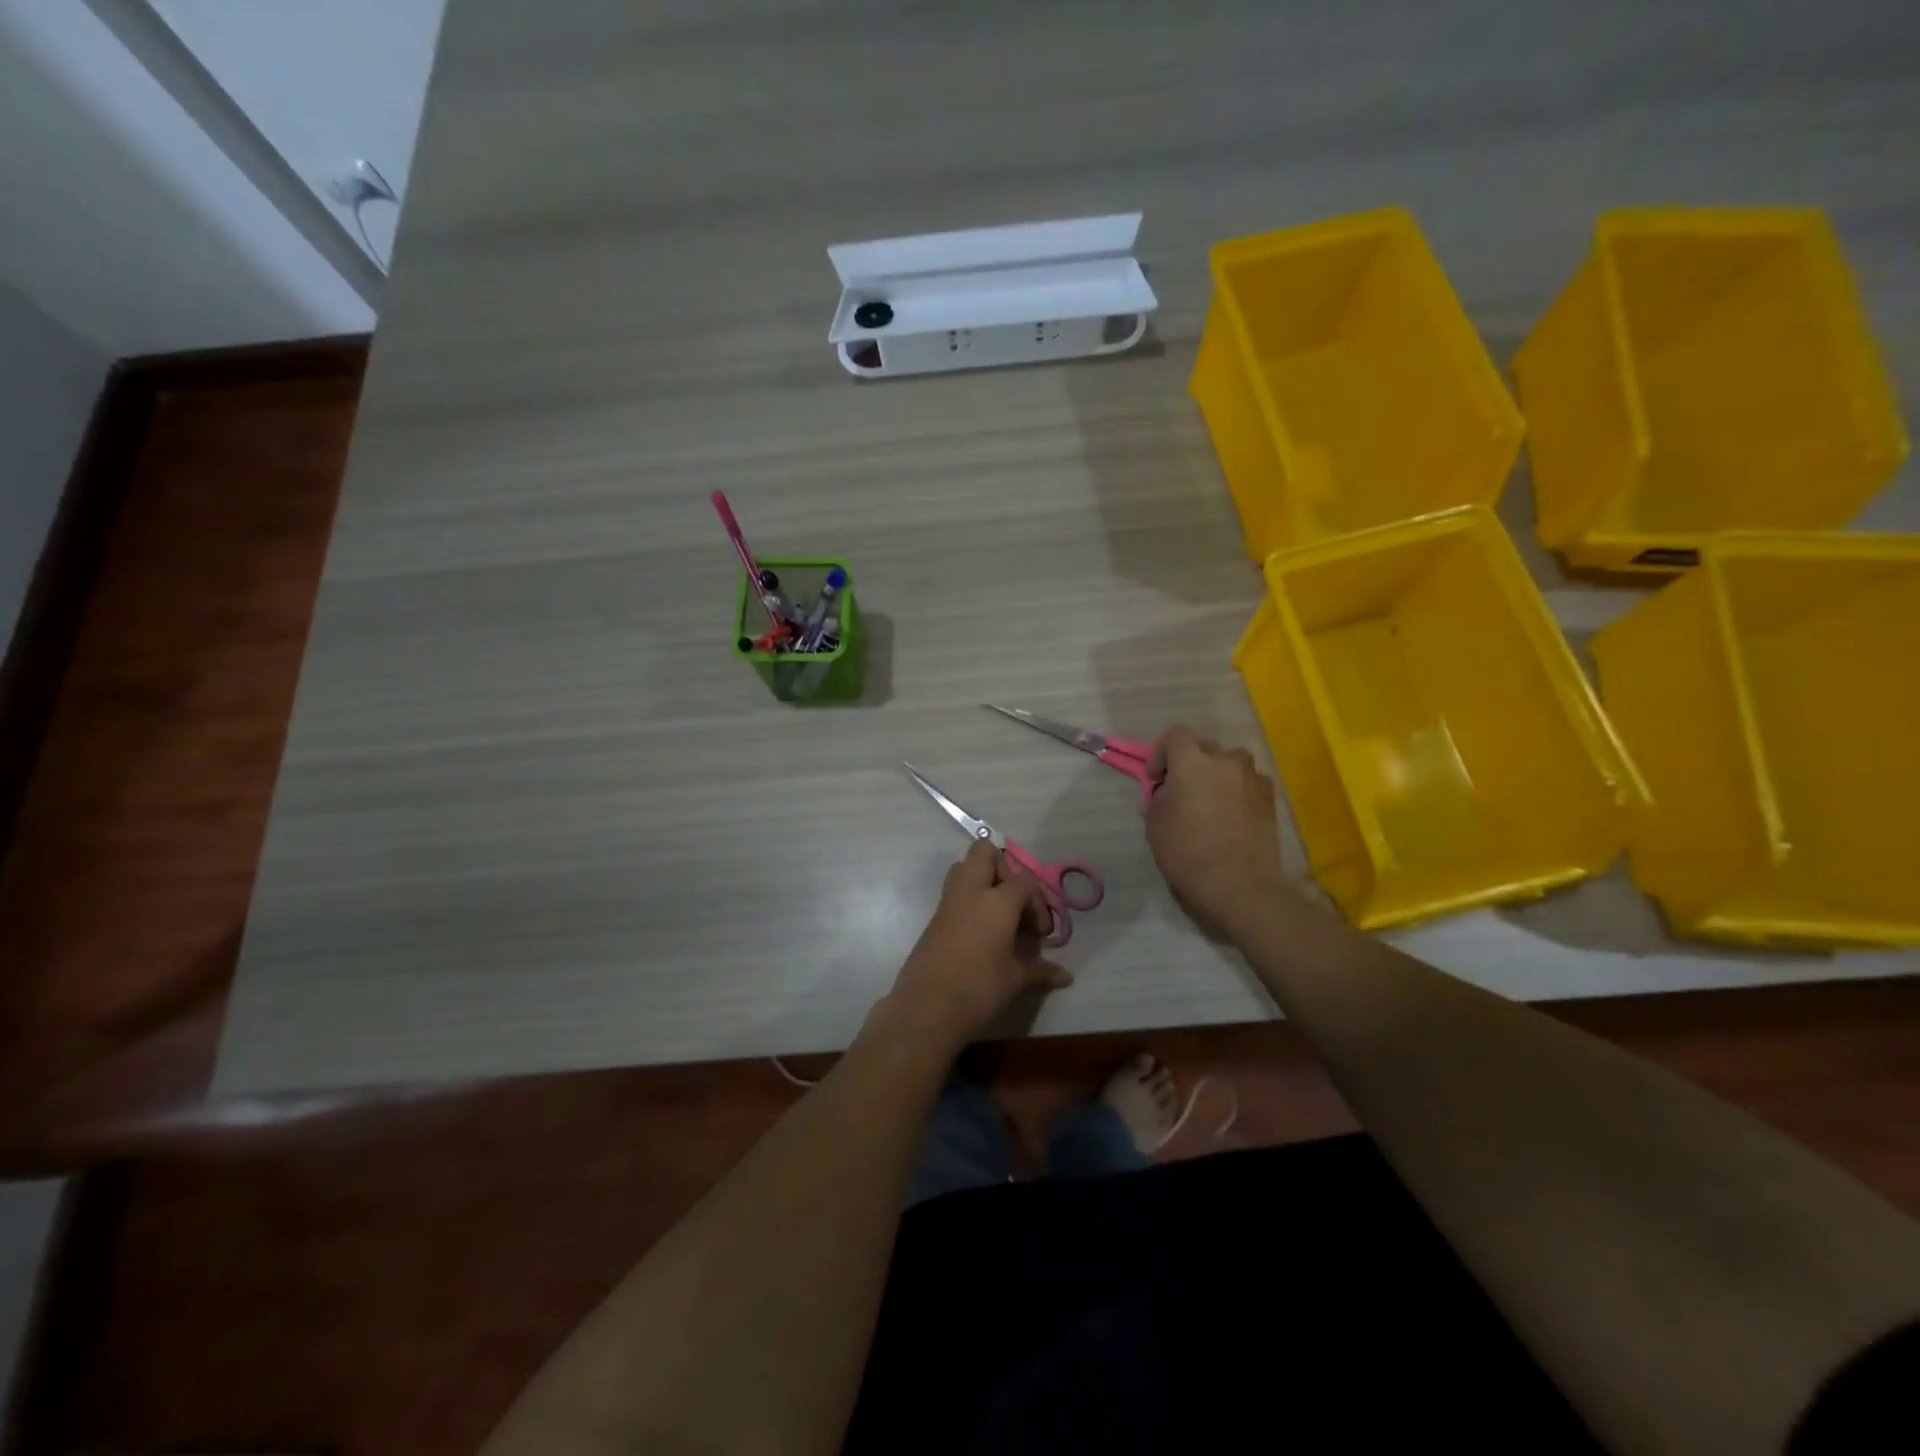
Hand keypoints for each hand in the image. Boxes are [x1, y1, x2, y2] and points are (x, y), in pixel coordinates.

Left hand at [880, 841, 1072, 1050]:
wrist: (928, 1006)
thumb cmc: (979, 988)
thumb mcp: (1016, 979)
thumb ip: (1041, 969)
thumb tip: (1066, 976)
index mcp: (996, 900)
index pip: (1024, 882)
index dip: (1038, 904)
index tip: (1040, 934)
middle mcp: (970, 891)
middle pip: (984, 852)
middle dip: (1004, 869)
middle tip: (1015, 903)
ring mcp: (948, 901)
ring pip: (964, 867)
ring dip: (983, 880)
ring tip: (999, 914)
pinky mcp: (934, 917)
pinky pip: (954, 891)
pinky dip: (970, 900)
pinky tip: (982, 931)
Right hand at [1146, 725, 1290, 936]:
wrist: (1241, 886)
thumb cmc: (1188, 853)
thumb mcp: (1155, 825)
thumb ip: (1158, 799)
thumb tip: (1167, 793)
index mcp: (1192, 761)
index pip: (1174, 736)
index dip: (1161, 754)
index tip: (1156, 780)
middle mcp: (1225, 760)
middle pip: (1203, 746)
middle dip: (1189, 762)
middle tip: (1180, 790)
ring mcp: (1253, 777)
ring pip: (1229, 762)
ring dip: (1216, 773)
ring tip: (1208, 800)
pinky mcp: (1270, 797)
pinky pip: (1248, 781)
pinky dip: (1237, 789)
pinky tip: (1231, 814)